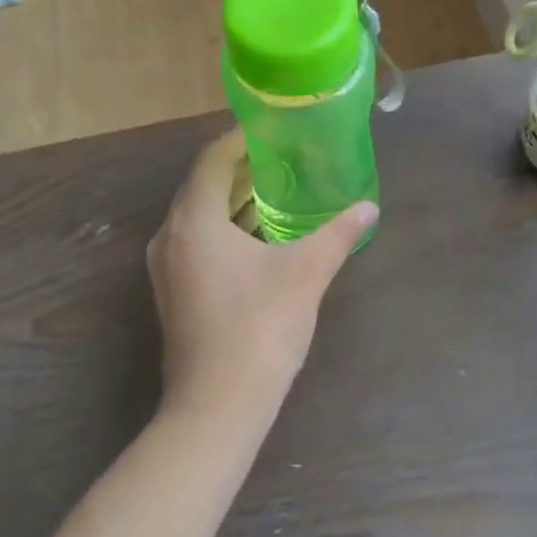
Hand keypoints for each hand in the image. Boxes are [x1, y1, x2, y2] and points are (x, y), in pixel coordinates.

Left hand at [147, 131, 377, 431]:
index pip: (212, 159)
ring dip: (233, 200)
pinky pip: (197, 242)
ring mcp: (167, 268)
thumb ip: (338, 234)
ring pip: (199, 216)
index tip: (272, 129)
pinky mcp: (174, 294)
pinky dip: (226, 229)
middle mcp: (171, 236)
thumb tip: (369, 208)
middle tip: (282, 156)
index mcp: (194, 220)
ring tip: (276, 189)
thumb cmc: (260, 328)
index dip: (241, 139)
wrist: (217, 407)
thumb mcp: (307, 273)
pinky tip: (260, 236)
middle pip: (203, 185)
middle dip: (240, 168)